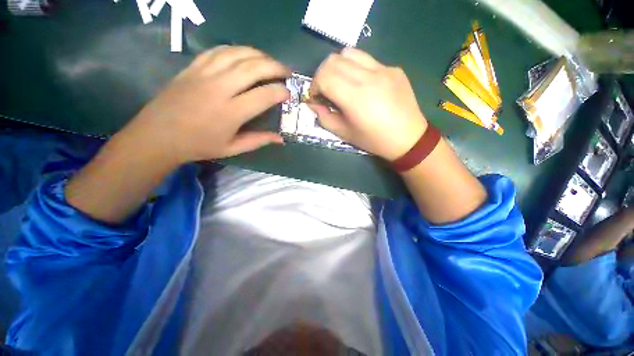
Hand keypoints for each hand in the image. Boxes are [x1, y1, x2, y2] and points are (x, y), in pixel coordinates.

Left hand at [131, 45, 289, 162]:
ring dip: (259, 54)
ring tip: (270, 61)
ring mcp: (204, 74)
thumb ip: (259, 141)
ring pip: (237, 53)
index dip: (280, 92)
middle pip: (253, 68)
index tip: (288, 94)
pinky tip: (245, 55)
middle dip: (275, 67)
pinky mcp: (193, 67)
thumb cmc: (199, 146)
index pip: (263, 95)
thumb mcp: (232, 148)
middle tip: (287, 72)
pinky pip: (218, 51)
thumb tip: (280, 138)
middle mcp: (219, 88)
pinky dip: (237, 50)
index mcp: (231, 113)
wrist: (158, 135)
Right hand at [309, 48, 427, 160]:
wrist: (408, 138)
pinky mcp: (393, 68)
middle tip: (326, 90)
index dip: (314, 85)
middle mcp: (369, 77)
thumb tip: (313, 103)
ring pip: (350, 53)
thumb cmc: (374, 140)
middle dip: (322, 74)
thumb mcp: (344, 134)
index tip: (317, 97)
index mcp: (355, 97)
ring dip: (338, 67)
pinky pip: (367, 60)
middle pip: (333, 60)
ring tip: (341, 83)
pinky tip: (362, 85)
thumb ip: (324, 117)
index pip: (324, 76)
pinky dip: (356, 68)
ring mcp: (383, 69)